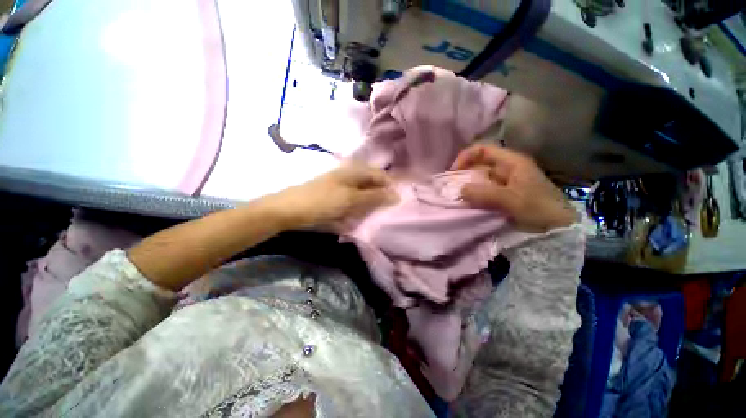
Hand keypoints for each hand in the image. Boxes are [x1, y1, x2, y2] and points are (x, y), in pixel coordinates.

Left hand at [271, 163, 397, 231]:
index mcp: (355, 171)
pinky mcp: (336, 195)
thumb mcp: (351, 199)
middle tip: (387, 209)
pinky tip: (360, 214)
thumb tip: (397, 195)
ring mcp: (342, 184)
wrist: (290, 209)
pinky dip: (359, 206)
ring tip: (376, 213)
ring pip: (364, 192)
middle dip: (381, 195)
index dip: (390, 187)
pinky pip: (354, 199)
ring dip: (370, 202)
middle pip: (372, 183)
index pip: (380, 175)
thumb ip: (374, 197)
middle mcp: (350, 174)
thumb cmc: (323, 201)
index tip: (397, 202)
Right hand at [451, 144, 576, 232]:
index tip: (452, 172)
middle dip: (463, 174)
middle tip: (451, 188)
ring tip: (456, 197)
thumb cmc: (539, 209)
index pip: (483, 150)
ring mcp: (504, 183)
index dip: (465, 157)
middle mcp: (506, 169)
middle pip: (479, 165)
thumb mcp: (512, 199)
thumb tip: (460, 190)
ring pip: (480, 180)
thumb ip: (485, 193)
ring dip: (467, 187)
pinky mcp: (503, 196)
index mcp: (512, 162)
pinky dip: (474, 196)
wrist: (558, 229)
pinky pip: (483, 192)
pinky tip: (467, 204)